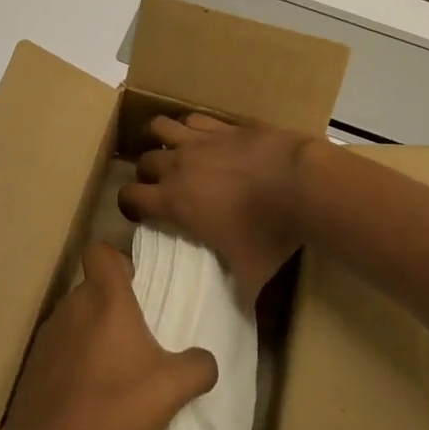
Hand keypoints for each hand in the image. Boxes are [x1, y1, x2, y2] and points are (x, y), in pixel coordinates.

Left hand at [0, 242, 217, 429]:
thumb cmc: (112, 407)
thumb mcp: (170, 389)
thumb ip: (197, 367)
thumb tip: (206, 360)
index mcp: (105, 297)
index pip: (100, 251)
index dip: (117, 261)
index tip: (135, 284)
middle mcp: (73, 305)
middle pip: (93, 288)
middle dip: (113, 305)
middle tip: (137, 337)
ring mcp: (49, 335)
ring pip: (77, 319)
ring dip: (94, 335)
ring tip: (114, 371)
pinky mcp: (34, 366)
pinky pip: (61, 349)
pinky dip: (75, 363)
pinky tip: (89, 397)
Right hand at [119, 114, 323, 302]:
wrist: (299, 182)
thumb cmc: (268, 231)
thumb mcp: (250, 273)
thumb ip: (236, 291)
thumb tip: (238, 311)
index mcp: (174, 200)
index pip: (130, 196)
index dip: (129, 204)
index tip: (139, 213)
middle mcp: (179, 165)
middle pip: (144, 160)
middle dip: (146, 173)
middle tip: (159, 185)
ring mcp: (201, 140)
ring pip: (161, 127)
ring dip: (160, 138)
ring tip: (168, 148)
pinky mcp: (223, 124)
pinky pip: (194, 118)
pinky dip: (191, 126)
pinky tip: (202, 137)